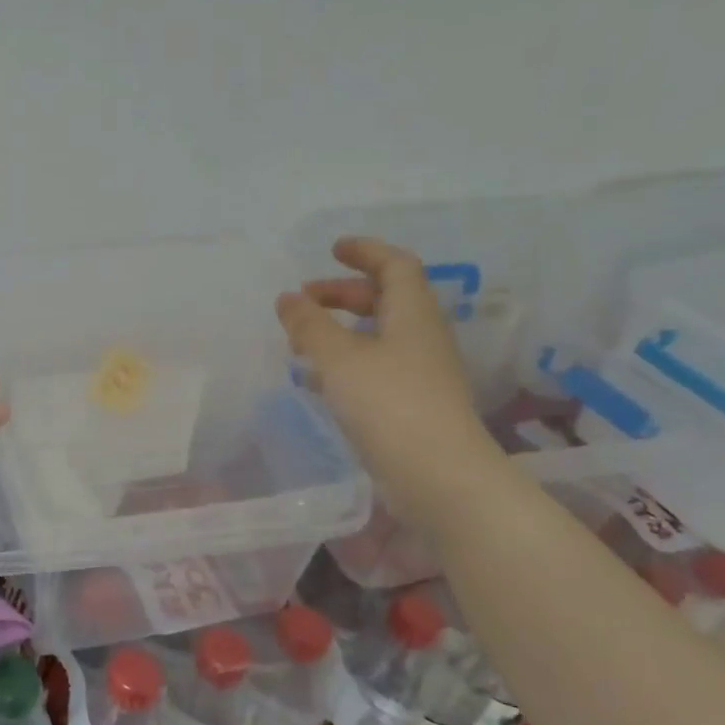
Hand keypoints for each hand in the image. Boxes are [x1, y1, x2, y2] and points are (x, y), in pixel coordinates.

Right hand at [276, 237, 505, 529]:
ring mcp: (418, 373)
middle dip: (342, 293)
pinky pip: (374, 367)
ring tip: (301, 340)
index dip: (365, 252)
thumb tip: (287, 298)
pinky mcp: (410, 405)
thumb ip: (309, 325)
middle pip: (384, 299)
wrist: (438, 475)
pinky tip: (317, 380)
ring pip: (377, 336)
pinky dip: (344, 362)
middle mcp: (421, 336)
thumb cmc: (389, 403)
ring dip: (340, 330)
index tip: (333, 249)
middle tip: (303, 299)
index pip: (395, 265)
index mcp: (412, 313)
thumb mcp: (339, 358)